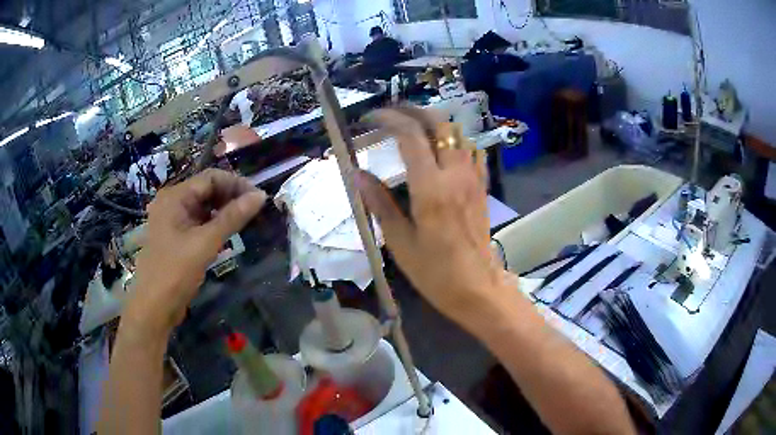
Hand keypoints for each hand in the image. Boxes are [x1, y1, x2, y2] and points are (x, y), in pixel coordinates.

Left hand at [123, 169, 266, 337]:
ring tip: (245, 222)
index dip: (235, 184)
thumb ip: (232, 217)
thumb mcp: (205, 243)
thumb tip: (260, 196)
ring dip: (224, 211)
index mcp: (174, 197)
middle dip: (231, 197)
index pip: (210, 178)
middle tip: (254, 212)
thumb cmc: (175, 272)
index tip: (258, 199)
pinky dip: (214, 224)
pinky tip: (228, 234)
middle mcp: (172, 202)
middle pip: (206, 190)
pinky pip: (199, 222)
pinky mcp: (176, 236)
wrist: (154, 307)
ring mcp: (173, 220)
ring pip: (204, 207)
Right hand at [354, 108, 510, 326]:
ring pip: (457, 132)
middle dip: (412, 111)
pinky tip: (440, 150)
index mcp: (430, 187)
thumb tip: (356, 174)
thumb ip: (379, 202)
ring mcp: (472, 178)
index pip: (410, 134)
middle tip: (390, 116)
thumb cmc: (435, 271)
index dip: (388, 119)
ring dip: (433, 123)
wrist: (478, 288)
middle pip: (439, 123)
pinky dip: (453, 140)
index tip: (370, 119)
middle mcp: (455, 173)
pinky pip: (470, 150)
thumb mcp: (399, 241)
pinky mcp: (481, 186)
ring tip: (411, 129)